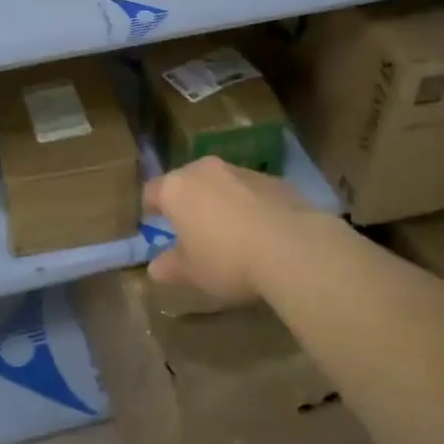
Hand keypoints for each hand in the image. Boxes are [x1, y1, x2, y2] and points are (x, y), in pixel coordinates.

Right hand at [143, 157, 335, 308]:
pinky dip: (248, 204)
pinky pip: (249, 190)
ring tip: (229, 231)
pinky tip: (260, 231)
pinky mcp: (273, 178)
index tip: (153, 224)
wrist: (292, 247)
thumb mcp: (192, 273)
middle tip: (191, 229)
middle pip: (186, 182)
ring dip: (219, 201)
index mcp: (176, 188)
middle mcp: (204, 170)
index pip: (151, 192)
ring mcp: (240, 170)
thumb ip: (170, 267)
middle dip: (186, 202)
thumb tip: (155, 267)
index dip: (150, 209)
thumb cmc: (227, 260)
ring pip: (219, 183)